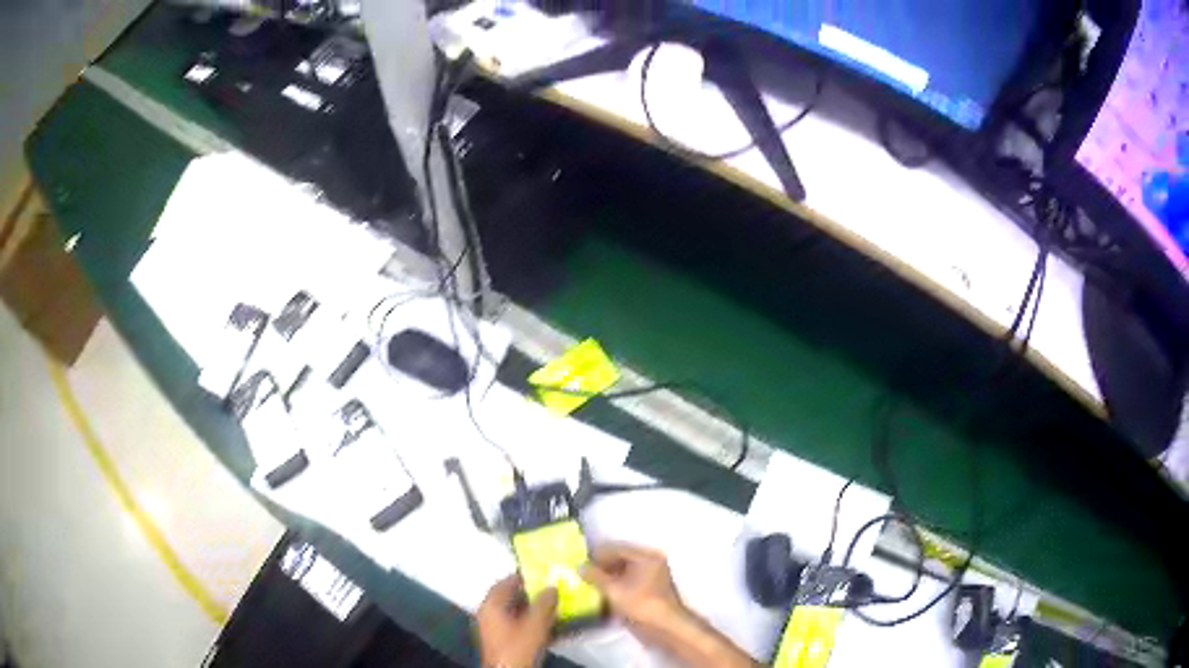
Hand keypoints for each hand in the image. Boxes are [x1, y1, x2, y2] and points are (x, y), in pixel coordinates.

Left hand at [476, 575, 557, 667]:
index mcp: (491, 605)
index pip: (504, 583)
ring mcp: (492, 627)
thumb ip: (544, 603)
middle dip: (528, 593)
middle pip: (508, 597)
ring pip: (512, 610)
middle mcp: (488, 613)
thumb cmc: (518, 646)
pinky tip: (543, 622)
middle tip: (547, 589)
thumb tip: (552, 587)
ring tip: (549, 605)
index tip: (539, 574)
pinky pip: (514, 622)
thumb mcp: (534, 623)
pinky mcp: (500, 639)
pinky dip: (527, 619)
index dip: (522, 577)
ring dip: (529, 607)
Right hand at [580, 543, 687, 643]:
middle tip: (583, 573)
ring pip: (624, 572)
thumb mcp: (614, 590)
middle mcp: (651, 562)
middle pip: (621, 559)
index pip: (617, 549)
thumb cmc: (640, 604)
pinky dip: (615, 585)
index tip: (581, 563)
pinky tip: (602, 593)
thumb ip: (595, 577)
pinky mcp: (650, 591)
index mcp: (646, 557)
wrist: (663, 627)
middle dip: (602, 566)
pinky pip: (629, 582)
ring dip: (607, 577)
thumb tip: (580, 567)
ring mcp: (652, 577)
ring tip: (589, 583)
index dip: (598, 555)